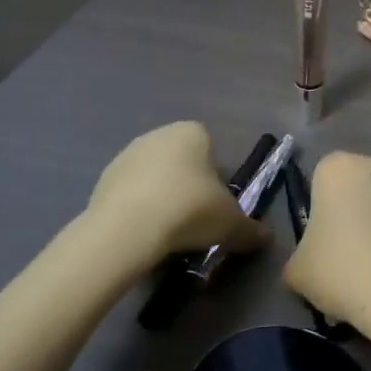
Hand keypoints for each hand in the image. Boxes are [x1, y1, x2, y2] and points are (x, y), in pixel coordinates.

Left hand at [85, 122, 266, 268]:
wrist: (128, 228)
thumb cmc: (189, 210)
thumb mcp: (231, 223)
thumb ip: (250, 229)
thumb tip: (266, 238)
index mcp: (192, 132)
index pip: (211, 149)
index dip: (216, 178)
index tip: (215, 206)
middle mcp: (159, 134)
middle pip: (182, 161)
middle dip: (188, 186)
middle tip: (194, 221)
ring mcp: (127, 154)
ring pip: (154, 177)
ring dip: (161, 197)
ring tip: (167, 233)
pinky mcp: (103, 178)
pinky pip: (130, 193)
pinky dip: (138, 209)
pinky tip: (143, 234)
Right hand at [284, 152, 370, 337]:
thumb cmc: (340, 268)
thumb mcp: (297, 271)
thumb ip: (297, 257)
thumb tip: (308, 262)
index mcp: (337, 167)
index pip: (321, 179)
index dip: (319, 210)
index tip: (319, 241)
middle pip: (357, 187)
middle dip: (352, 213)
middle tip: (345, 255)